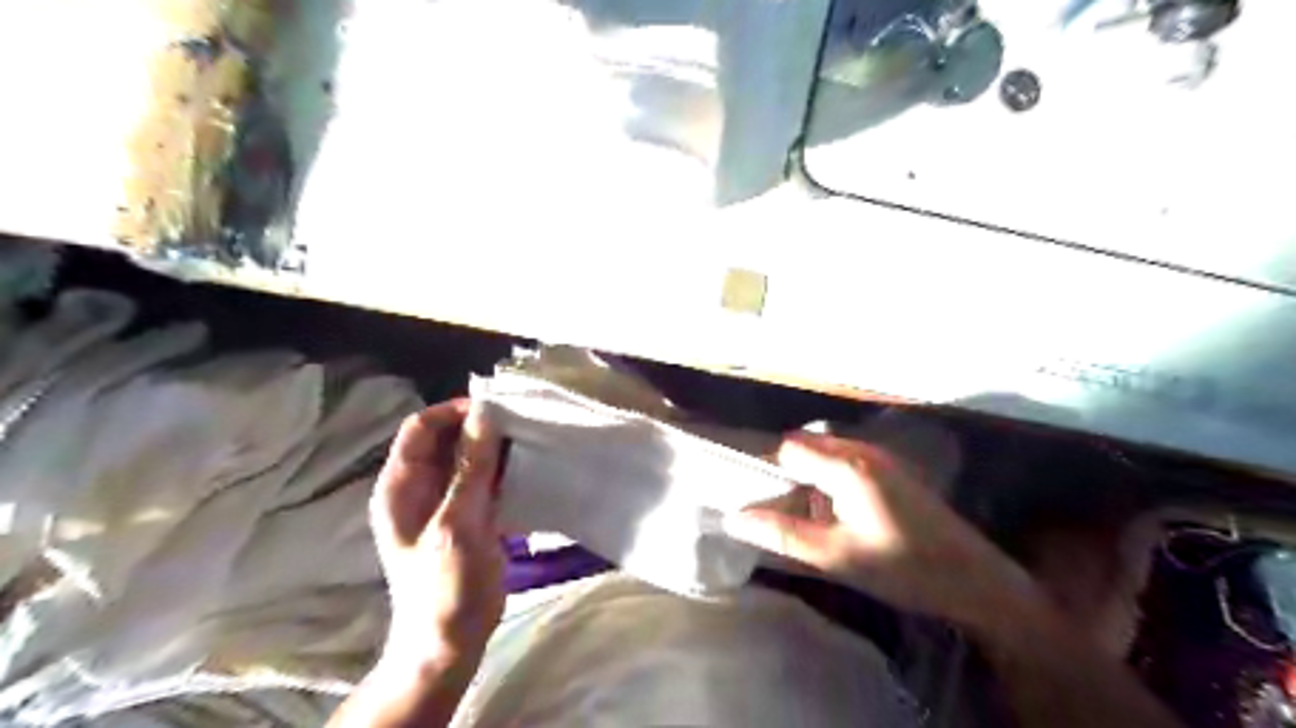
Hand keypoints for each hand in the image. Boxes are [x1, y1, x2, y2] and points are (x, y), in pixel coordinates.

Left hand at [373, 397, 508, 669]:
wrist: (451, 640)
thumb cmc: (445, 584)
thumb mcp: (457, 523)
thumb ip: (471, 468)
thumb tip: (485, 414)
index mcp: (401, 485)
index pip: (421, 427)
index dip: (454, 412)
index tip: (494, 409)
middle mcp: (420, 487)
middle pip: (448, 439)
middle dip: (480, 427)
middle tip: (519, 422)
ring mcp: (445, 502)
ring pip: (469, 458)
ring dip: (495, 448)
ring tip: (529, 440)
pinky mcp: (469, 516)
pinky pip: (484, 480)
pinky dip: (503, 470)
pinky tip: (528, 468)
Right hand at [729, 433, 1040, 632]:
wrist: (975, 580)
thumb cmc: (901, 568)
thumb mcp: (835, 556)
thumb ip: (782, 534)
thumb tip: (733, 518)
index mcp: (847, 466)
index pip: (789, 448)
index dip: (769, 470)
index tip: (761, 500)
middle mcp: (863, 451)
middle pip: (807, 445)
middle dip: (788, 473)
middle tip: (782, 511)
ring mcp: (882, 459)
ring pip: (827, 454)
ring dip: (811, 477)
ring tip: (809, 516)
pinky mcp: (894, 472)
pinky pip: (848, 462)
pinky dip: (831, 480)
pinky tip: (839, 514)